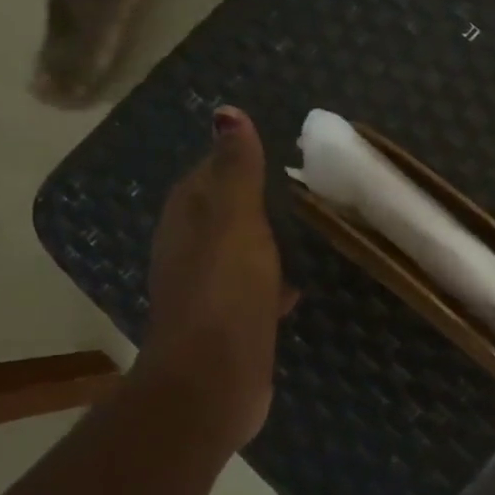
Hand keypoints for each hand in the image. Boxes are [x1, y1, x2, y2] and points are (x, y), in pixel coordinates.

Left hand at [137, 106, 294, 450]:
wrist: (213, 381)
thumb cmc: (225, 292)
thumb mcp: (235, 221)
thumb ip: (236, 171)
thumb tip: (226, 113)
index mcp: (187, 220)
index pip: (206, 174)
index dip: (235, 159)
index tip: (278, 150)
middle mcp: (189, 251)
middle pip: (221, 214)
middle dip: (255, 200)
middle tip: (302, 188)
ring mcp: (208, 291)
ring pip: (238, 253)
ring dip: (264, 240)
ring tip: (307, 229)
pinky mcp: (230, 325)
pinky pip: (253, 290)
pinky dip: (272, 281)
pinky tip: (299, 285)